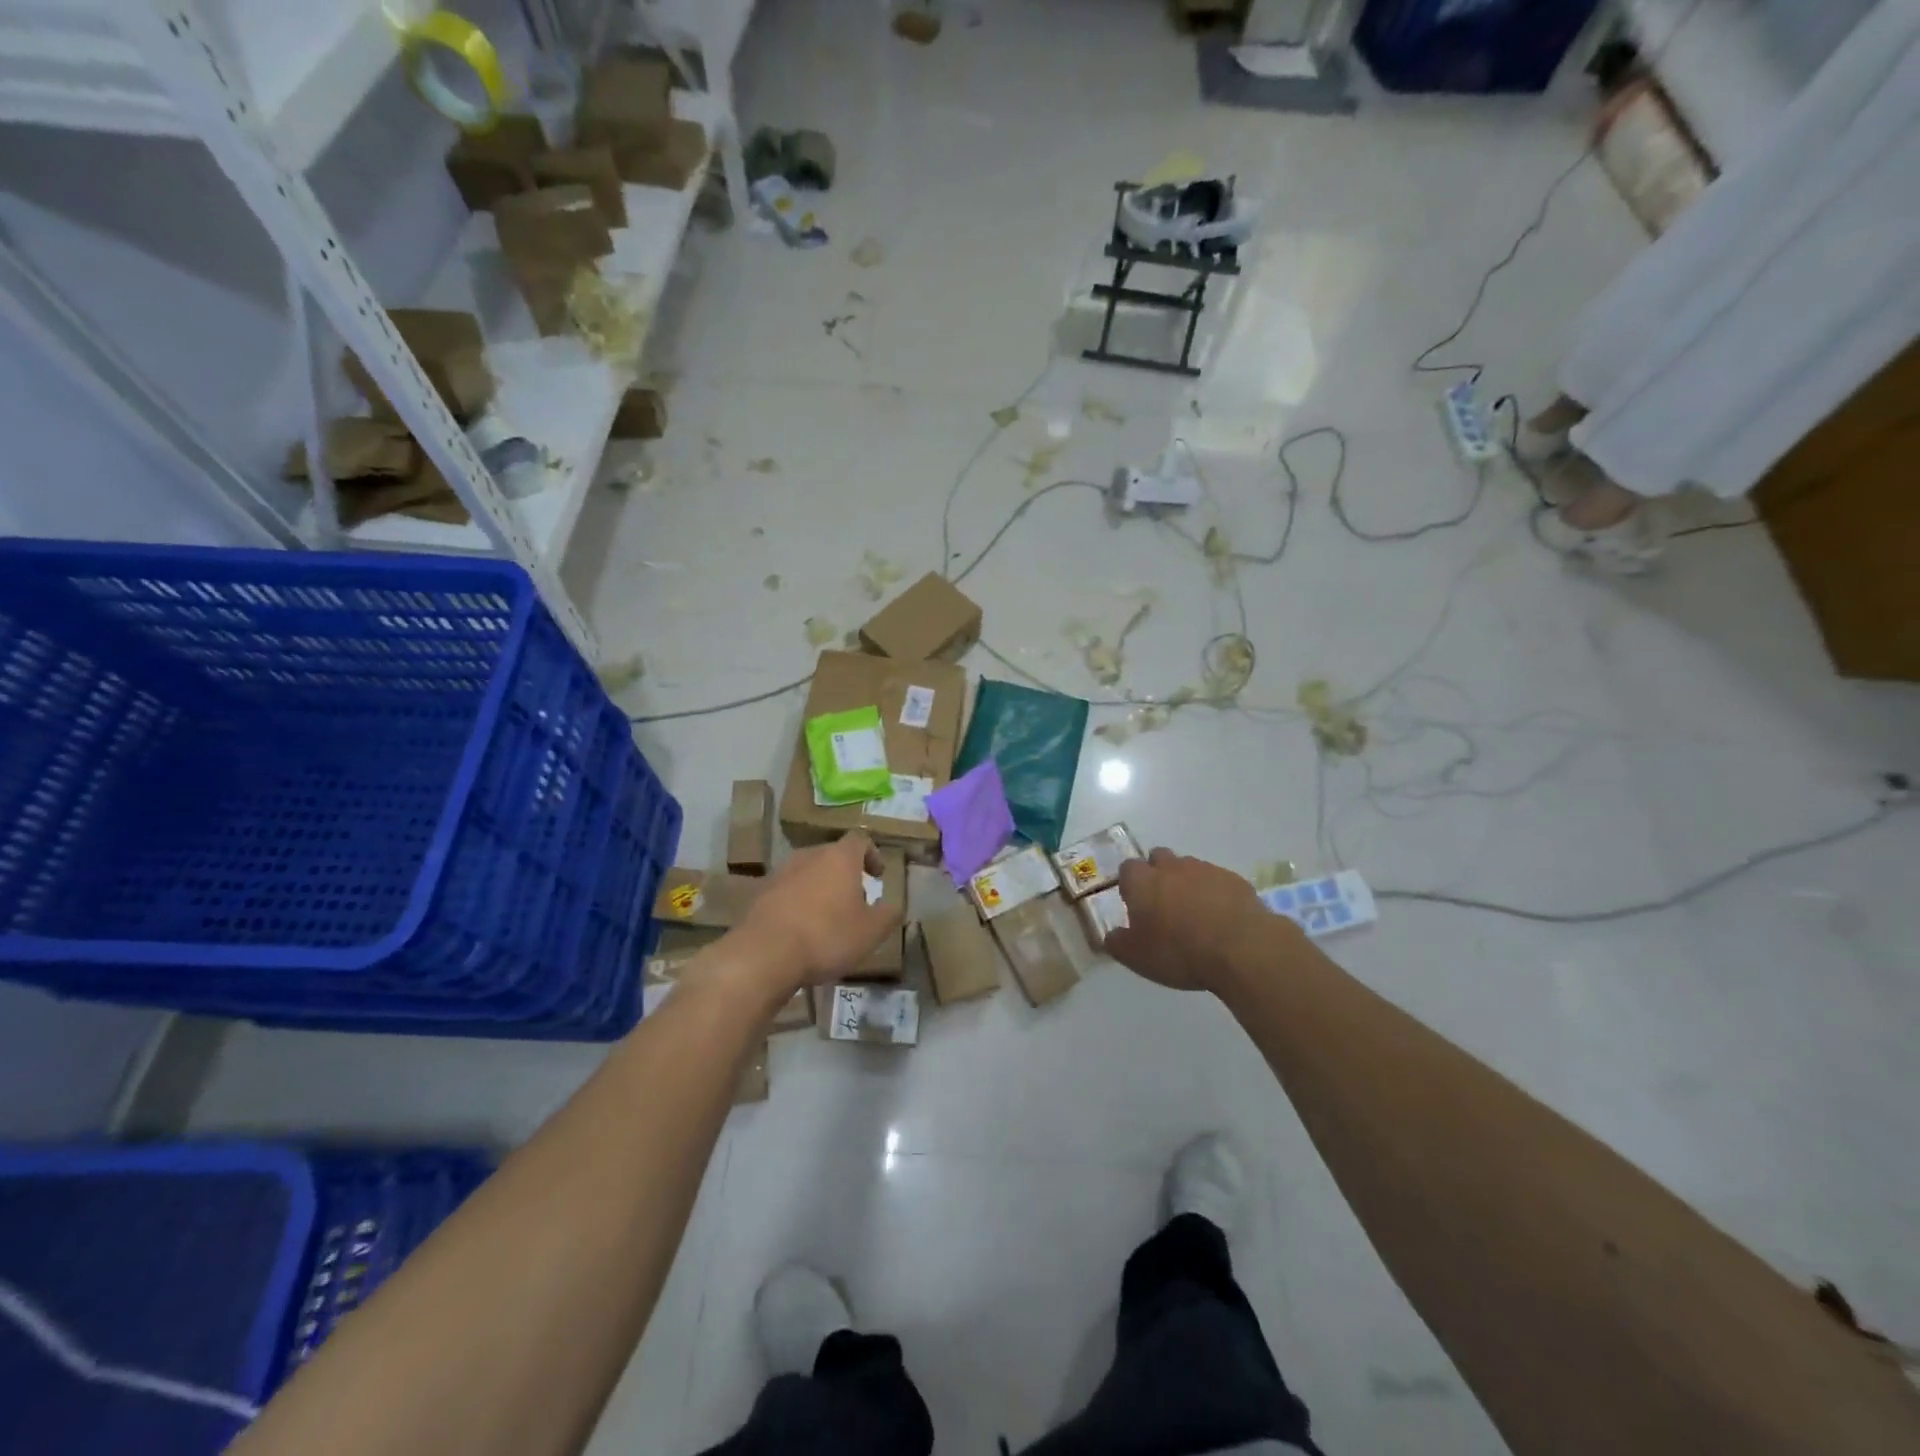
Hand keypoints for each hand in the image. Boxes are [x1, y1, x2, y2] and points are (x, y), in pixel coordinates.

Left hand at [736, 833, 901, 992]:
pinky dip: (799, 903)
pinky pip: (788, 891)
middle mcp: (809, 856)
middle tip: (855, 900)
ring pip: (808, 872)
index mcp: (839, 857)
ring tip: (828, 917)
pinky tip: (802, 930)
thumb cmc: (827, 936)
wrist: (765, 954)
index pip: (860, 840)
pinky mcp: (761, 893)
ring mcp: (781, 873)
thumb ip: (889, 915)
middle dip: (846, 874)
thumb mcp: (871, 931)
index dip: (872, 855)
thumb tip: (894, 906)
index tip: (877, 876)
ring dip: (821, 888)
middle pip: (832, 855)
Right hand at [1104, 847, 1277, 993]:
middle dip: (1158, 874)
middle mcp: (1171, 867)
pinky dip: (1215, 893)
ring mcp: (1205, 870)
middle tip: (1163, 903)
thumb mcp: (1137, 957)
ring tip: (1195, 913)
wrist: (1241, 948)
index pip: (1127, 869)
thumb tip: (1111, 935)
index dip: (1130, 884)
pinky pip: (1217, 880)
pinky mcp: (1234, 879)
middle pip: (1158, 858)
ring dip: (1187, 883)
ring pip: (1189, 868)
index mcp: (1142, 882)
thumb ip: (1118, 943)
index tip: (1134, 903)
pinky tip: (1221, 917)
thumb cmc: (1179, 952)